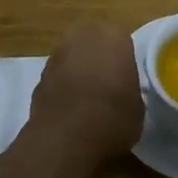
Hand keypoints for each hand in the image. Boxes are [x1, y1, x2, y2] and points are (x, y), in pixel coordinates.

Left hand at [30, 24, 143, 161]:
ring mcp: (56, 55)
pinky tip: (71, 108)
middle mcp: (81, 37)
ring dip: (79, 69)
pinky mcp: (38, 76)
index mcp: (112, 37)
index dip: (124, 57)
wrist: (65, 140)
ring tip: (89, 97)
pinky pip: (58, 75)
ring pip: (73, 56)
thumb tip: (122, 91)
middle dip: (99, 57)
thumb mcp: (138, 106)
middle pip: (93, 40)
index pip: (122, 38)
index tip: (127, 76)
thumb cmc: (112, 119)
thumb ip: (129, 87)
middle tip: (109, 82)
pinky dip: (63, 86)